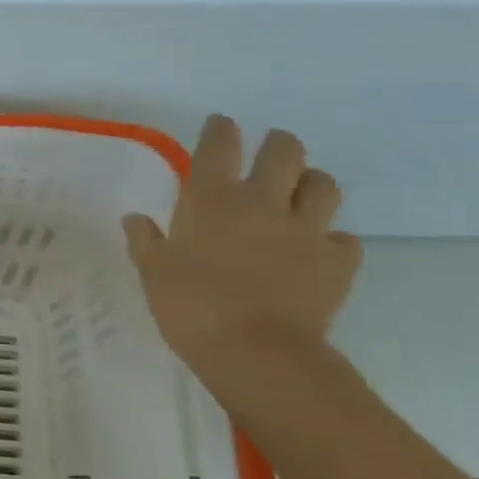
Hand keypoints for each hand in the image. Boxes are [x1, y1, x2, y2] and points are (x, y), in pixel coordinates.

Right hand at [125, 116, 361, 370]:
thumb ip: (145, 241)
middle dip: (277, 145)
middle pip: (284, 150)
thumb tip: (135, 219)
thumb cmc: (191, 306)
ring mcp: (306, 230)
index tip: (219, 126)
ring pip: (324, 184)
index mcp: (212, 199)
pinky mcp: (336, 262)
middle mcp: (263, 202)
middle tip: (268, 155)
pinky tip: (318, 250)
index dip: (220, 129)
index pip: (219, 144)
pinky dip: (332, 240)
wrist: (256, 352)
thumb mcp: (153, 273)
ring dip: (311, 183)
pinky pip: (343, 240)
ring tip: (299, 195)